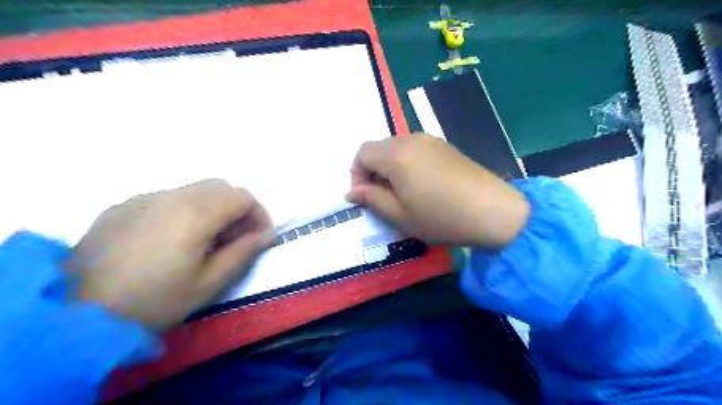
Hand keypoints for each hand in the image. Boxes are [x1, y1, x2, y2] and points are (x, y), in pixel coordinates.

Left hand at [66, 179, 275, 328]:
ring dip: (213, 207)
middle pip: (221, 186)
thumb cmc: (153, 302)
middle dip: (238, 208)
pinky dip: (186, 210)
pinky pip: (168, 198)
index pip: (242, 197)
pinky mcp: (123, 206)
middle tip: (236, 238)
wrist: (74, 314)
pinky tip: (173, 238)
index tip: (260, 237)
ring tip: (207, 240)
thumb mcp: (208, 284)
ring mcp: (144, 198)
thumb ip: (243, 253)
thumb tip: (267, 234)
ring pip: (195, 189)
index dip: (259, 214)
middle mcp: (172, 196)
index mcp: (195, 214)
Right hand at [347, 134, 527, 245]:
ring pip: (397, 148)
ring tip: (402, 192)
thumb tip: (352, 192)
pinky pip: (415, 149)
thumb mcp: (399, 215)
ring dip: (390, 167)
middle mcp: (411, 139)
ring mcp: (431, 140)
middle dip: (372, 170)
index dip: (356, 174)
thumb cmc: (440, 217)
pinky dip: (408, 163)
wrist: (492, 211)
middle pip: (379, 147)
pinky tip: (422, 184)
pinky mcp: (445, 146)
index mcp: (395, 154)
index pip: (362, 153)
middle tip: (382, 197)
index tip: (364, 196)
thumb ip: (371, 199)